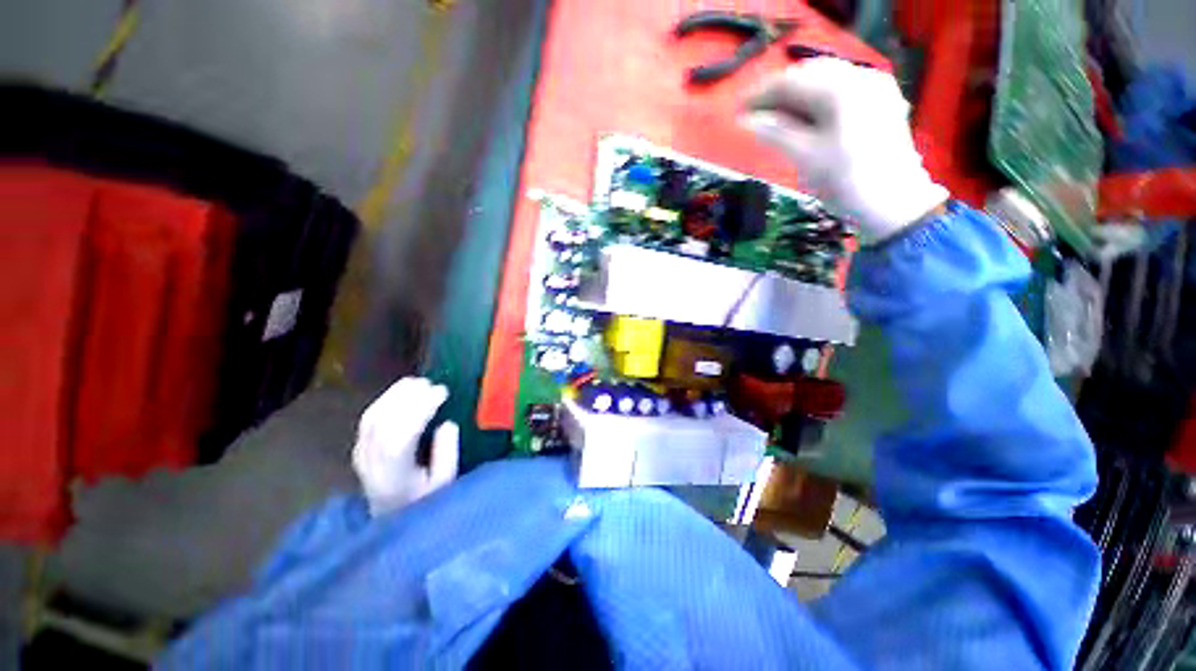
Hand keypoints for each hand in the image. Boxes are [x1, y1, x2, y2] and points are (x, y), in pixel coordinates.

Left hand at [351, 378, 458, 516]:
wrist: (391, 517)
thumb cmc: (424, 501)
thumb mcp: (445, 484)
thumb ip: (447, 454)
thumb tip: (447, 423)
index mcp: (391, 477)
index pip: (398, 438)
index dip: (420, 410)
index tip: (443, 392)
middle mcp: (370, 463)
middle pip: (382, 422)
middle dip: (409, 397)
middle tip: (434, 384)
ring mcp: (361, 453)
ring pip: (373, 415)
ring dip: (397, 394)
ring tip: (421, 382)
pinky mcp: (360, 444)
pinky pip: (370, 415)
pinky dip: (387, 398)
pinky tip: (403, 389)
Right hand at [743, 58, 947, 241]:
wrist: (893, 204)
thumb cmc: (847, 181)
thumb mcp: (806, 157)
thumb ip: (776, 133)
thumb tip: (747, 120)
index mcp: (842, 88)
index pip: (792, 81)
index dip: (761, 94)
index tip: (738, 111)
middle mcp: (861, 77)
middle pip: (809, 75)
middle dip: (779, 93)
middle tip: (753, 116)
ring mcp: (874, 89)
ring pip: (825, 82)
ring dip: (796, 98)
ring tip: (773, 119)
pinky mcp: (879, 103)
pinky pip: (839, 92)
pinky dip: (815, 103)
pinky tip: (802, 119)